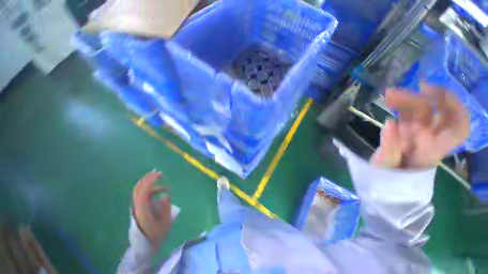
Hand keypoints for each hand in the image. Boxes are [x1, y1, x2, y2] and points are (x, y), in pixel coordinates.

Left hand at [133, 170, 171, 248]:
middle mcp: (137, 206)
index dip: (150, 181)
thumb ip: (165, 208)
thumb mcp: (164, 223)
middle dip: (147, 178)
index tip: (159, 174)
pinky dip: (149, 189)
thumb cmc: (156, 234)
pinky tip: (159, 190)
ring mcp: (136, 207)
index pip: (144, 191)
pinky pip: (142, 194)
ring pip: (139, 191)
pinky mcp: (138, 208)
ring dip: (148, 182)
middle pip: (138, 189)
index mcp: (142, 210)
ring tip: (160, 178)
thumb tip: (164, 194)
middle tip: (157, 172)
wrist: (144, 245)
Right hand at [371, 83, 469, 168]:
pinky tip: (389, 100)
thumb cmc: (388, 177)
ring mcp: (419, 132)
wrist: (383, 179)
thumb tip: (389, 123)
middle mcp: (431, 138)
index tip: (432, 93)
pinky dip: (400, 104)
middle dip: (423, 98)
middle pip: (438, 113)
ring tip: (388, 95)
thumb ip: (389, 149)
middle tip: (403, 91)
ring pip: (422, 109)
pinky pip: (408, 112)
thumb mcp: (387, 168)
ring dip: (406, 99)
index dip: (453, 106)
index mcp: (433, 150)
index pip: (458, 127)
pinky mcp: (406, 129)